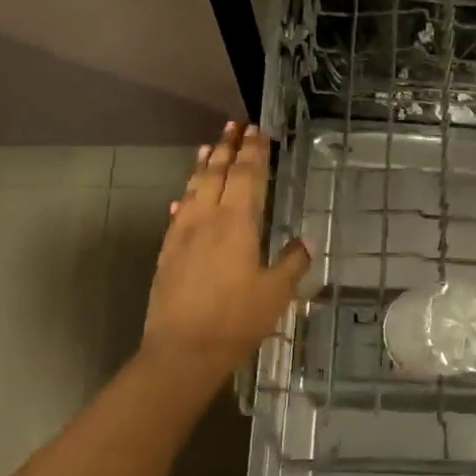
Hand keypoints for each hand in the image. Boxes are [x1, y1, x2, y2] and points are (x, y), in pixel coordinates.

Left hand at [142, 122, 310, 385]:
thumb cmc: (236, 320)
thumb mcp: (276, 292)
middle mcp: (207, 219)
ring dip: (203, 166)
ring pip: (194, 189)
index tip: (258, 131)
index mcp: (237, 223)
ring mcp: (182, 234)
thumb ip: (292, 262)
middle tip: (234, 125)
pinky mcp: (168, 252)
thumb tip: (308, 240)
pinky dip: (185, 198)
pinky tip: (183, 198)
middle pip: (217, 173)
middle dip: (228, 147)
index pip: (248, 176)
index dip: (255, 152)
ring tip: (209, 147)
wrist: (182, 351)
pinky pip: (178, 214)